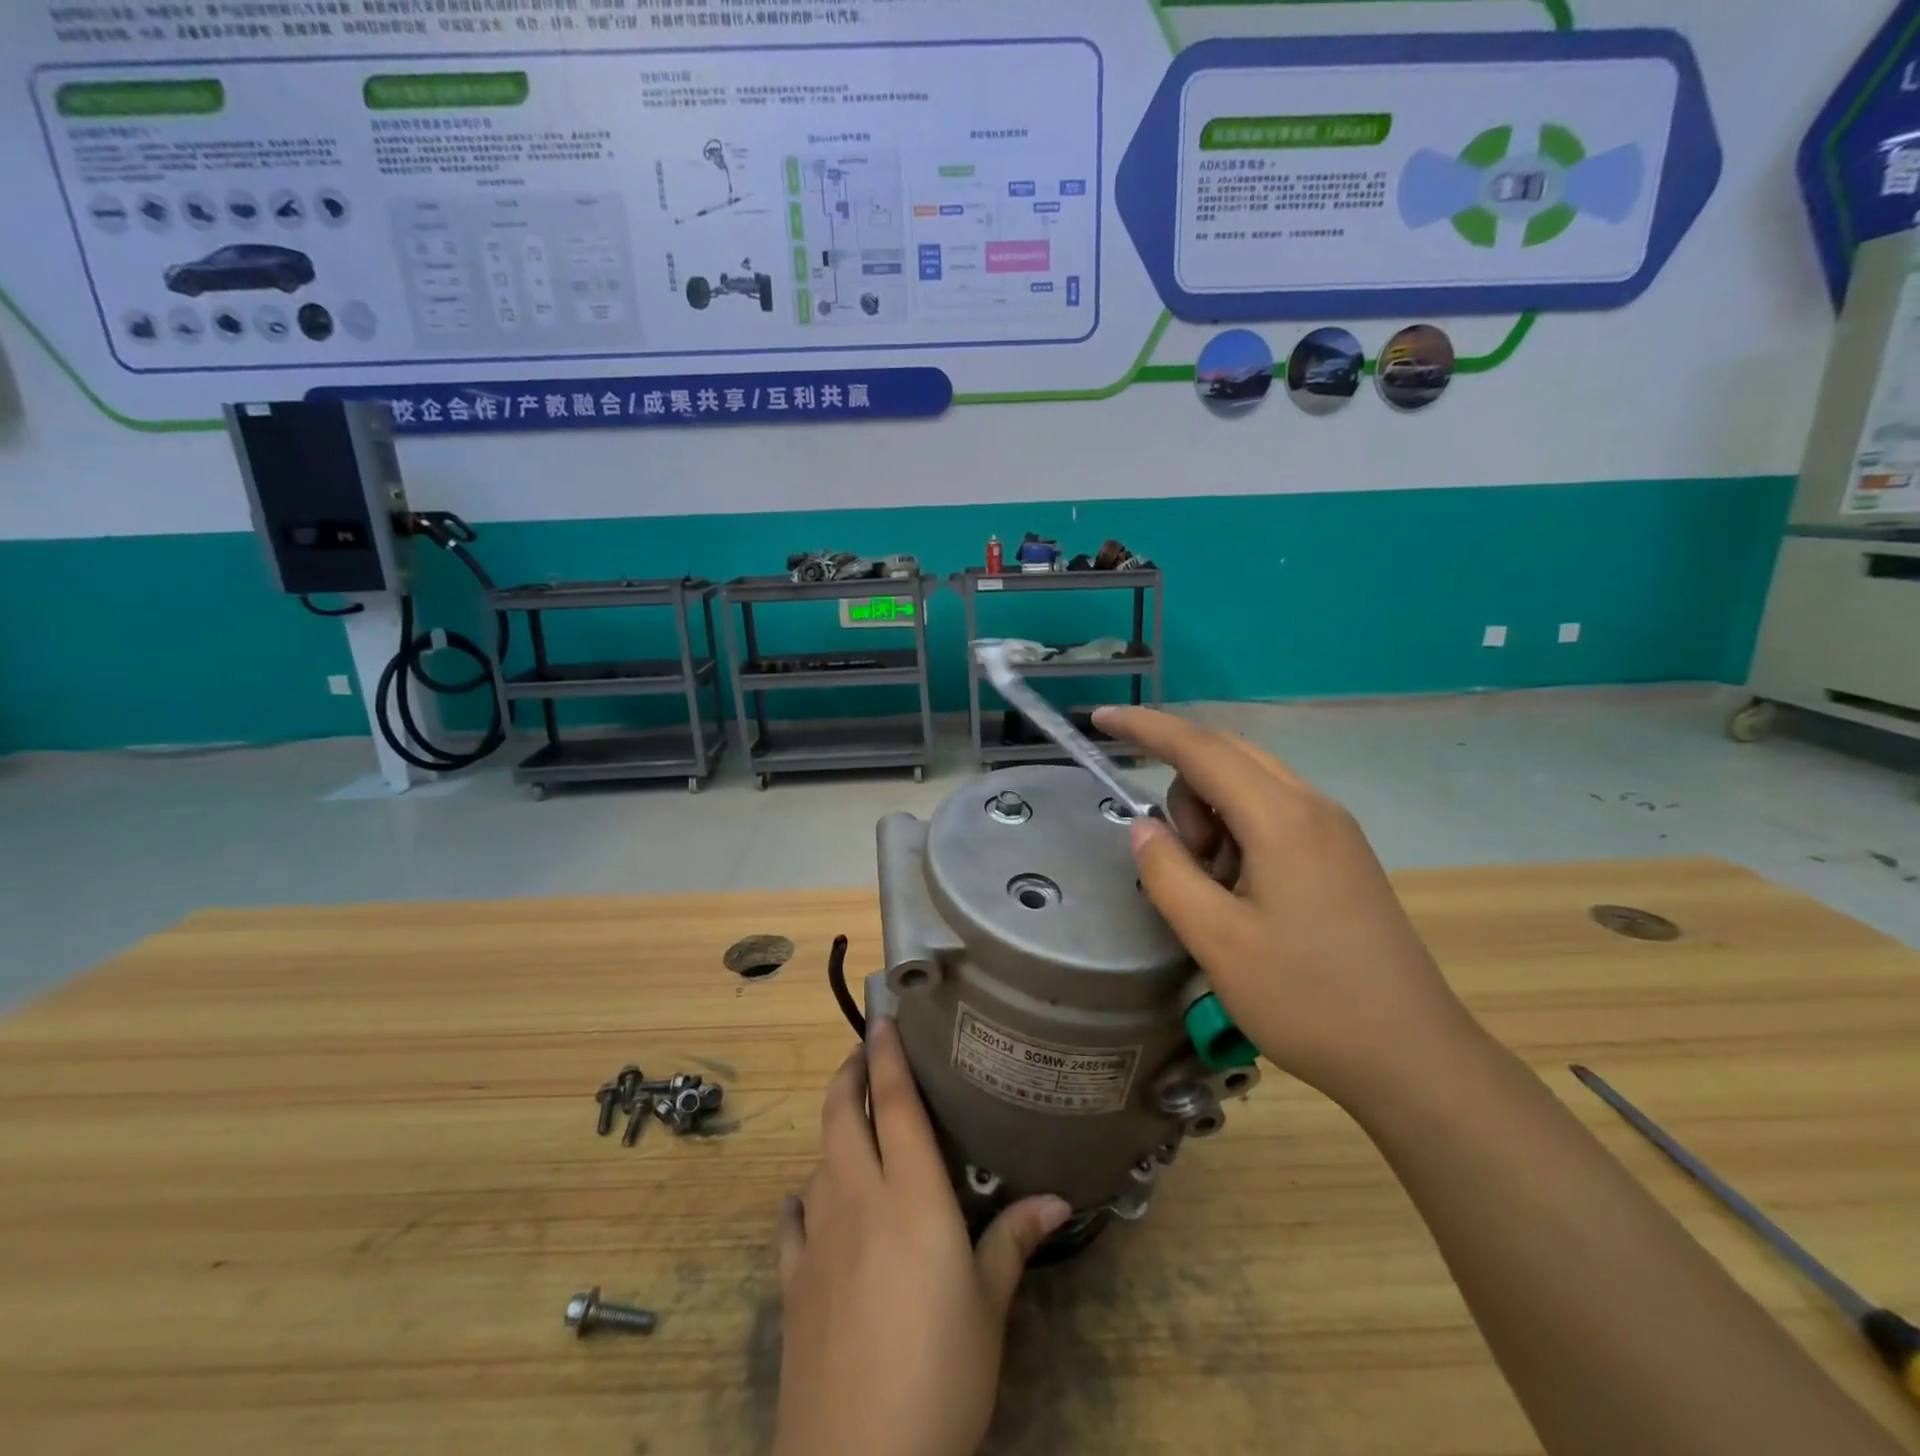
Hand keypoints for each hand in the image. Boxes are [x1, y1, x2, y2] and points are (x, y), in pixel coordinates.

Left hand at [773, 1020, 1071, 1455]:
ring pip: (818, 1158)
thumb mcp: (988, 1308)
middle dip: (848, 1074)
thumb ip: (1013, 1242)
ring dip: (832, 1131)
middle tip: (863, 1053)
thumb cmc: (940, 1372)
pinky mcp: (792, 1281)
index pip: (894, 1104)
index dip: (886, 1056)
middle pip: (841, 1115)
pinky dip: (803, 1197)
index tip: (881, 1020)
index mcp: (910, 1195)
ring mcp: (818, 1238)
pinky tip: (810, 1201)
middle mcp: (858, 1199)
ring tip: (852, 1125)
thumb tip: (1057, 1199)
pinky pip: (792, 1219)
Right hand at [1093, 706, 1477, 1105]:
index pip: (1200, 747)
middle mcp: (1312, 806)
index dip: (1145, 727)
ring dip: (1211, 817)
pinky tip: (1243, 892)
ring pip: (1248, 786)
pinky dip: (1238, 834)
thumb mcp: (1215, 940)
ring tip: (1217, 890)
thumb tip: (1144, 827)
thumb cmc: (1307, 999)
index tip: (1100, 717)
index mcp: (1282, 818)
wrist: (1413, 1057)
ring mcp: (1333, 829)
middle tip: (1178, 857)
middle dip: (1182, 790)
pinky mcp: (1341, 855)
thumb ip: (1168, 872)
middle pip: (1226, 757)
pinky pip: (1272, 814)